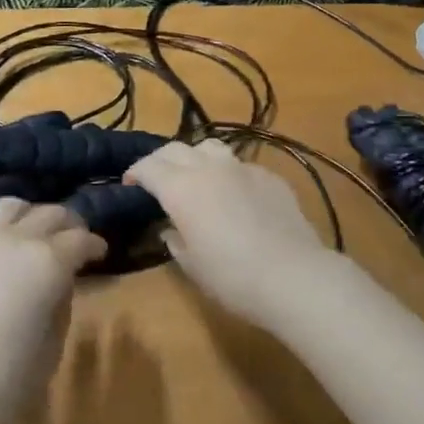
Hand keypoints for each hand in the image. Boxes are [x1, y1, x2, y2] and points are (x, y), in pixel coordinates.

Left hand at [0, 200, 103, 423]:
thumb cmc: (1, 384)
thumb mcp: (50, 353)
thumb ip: (60, 310)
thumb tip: (58, 286)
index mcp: (48, 262)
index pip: (81, 239)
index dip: (95, 245)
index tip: (101, 253)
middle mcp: (15, 240)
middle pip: (50, 214)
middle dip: (69, 224)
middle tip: (77, 240)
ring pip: (11, 206)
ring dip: (30, 215)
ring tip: (36, 234)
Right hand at [125, 140, 339, 329]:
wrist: (293, 276)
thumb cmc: (232, 277)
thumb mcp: (191, 265)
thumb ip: (175, 239)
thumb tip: (171, 228)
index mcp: (181, 188)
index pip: (148, 166)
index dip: (135, 173)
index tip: (130, 185)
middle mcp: (208, 168)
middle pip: (175, 149)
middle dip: (160, 160)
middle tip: (156, 179)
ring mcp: (242, 168)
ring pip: (210, 146)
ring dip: (195, 157)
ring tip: (196, 177)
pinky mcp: (269, 176)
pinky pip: (240, 165)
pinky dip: (228, 173)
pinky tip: (234, 195)